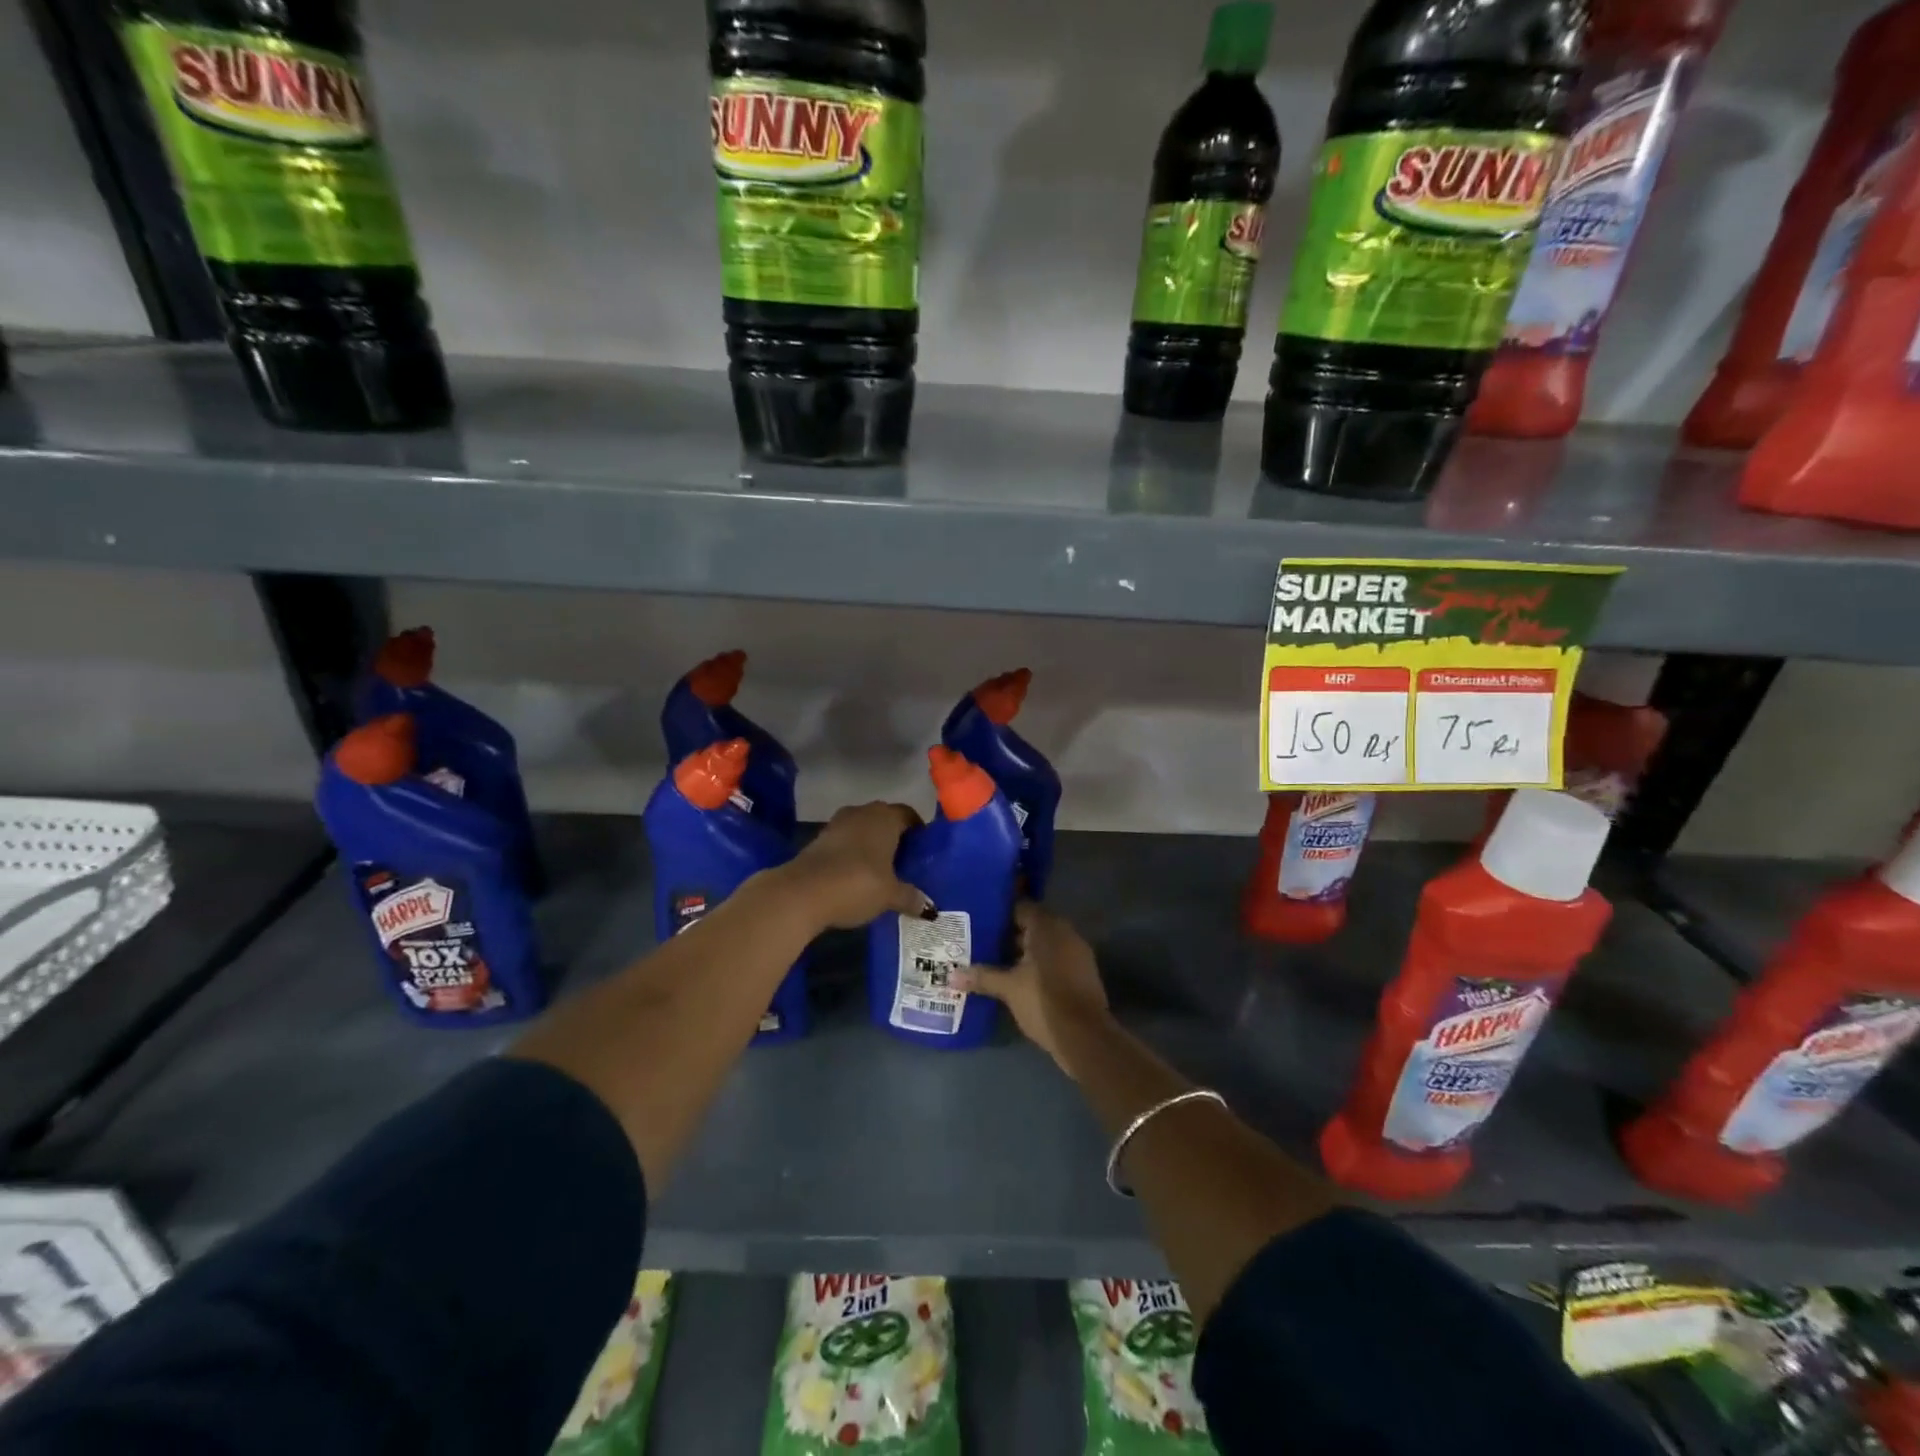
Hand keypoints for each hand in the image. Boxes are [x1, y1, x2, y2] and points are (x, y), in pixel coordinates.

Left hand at [779, 801, 931, 929]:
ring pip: (862, 829)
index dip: (917, 831)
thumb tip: (930, 908)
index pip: (908, 814)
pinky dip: (852, 854)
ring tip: (882, 870)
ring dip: (871, 845)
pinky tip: (857, 875)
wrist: (801, 892)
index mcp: (885, 817)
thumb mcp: (889, 895)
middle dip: (894, 837)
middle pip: (884, 819)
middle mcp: (862, 812)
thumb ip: (910, 897)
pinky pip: (845, 842)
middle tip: (906, 862)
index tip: (923, 850)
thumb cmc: (857, 883)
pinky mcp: (818, 840)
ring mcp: (837, 824)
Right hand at [960, 902, 1110, 1075]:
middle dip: (1009, 933)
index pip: (1021, 907)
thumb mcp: (1008, 988)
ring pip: (1043, 944)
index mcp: (1047, 926)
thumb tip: (951, 976)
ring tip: (995, 959)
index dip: (1000, 913)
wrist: (1085, 1036)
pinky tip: (1018, 977)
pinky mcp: (1081, 972)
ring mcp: (1076, 952)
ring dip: (1023, 951)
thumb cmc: (1043, 1001)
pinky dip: (1037, 964)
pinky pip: (1054, 958)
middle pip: (1032, 925)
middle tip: (981, 940)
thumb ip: (982, 977)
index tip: (979, 919)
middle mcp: (1064, 932)